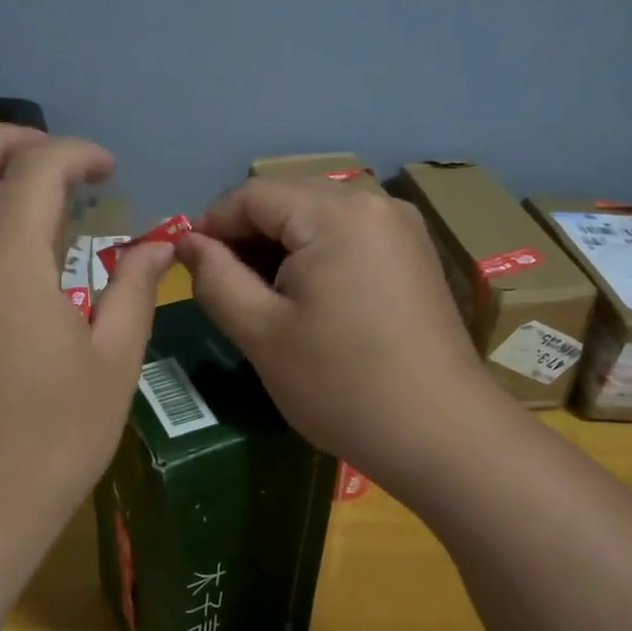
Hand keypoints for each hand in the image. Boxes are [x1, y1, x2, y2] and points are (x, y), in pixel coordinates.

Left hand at [0, 126, 175, 580]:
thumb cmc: (51, 444)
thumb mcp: (112, 364)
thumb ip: (133, 290)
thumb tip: (158, 245)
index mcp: (5, 269)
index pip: (33, 171)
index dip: (75, 153)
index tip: (109, 169)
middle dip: (1, 137)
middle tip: (53, 155)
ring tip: (44, 200)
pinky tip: (21, 252)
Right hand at [176, 179, 512, 502]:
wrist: (443, 436)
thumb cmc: (342, 385)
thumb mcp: (261, 332)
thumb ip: (215, 277)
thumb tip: (188, 242)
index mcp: (337, 213)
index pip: (253, 194)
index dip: (211, 224)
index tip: (189, 265)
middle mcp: (374, 203)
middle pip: (288, 199)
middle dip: (246, 235)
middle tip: (223, 286)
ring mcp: (401, 227)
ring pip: (317, 216)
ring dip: (279, 246)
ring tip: (260, 297)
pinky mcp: (413, 254)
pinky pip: (347, 235)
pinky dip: (314, 255)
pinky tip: (305, 298)